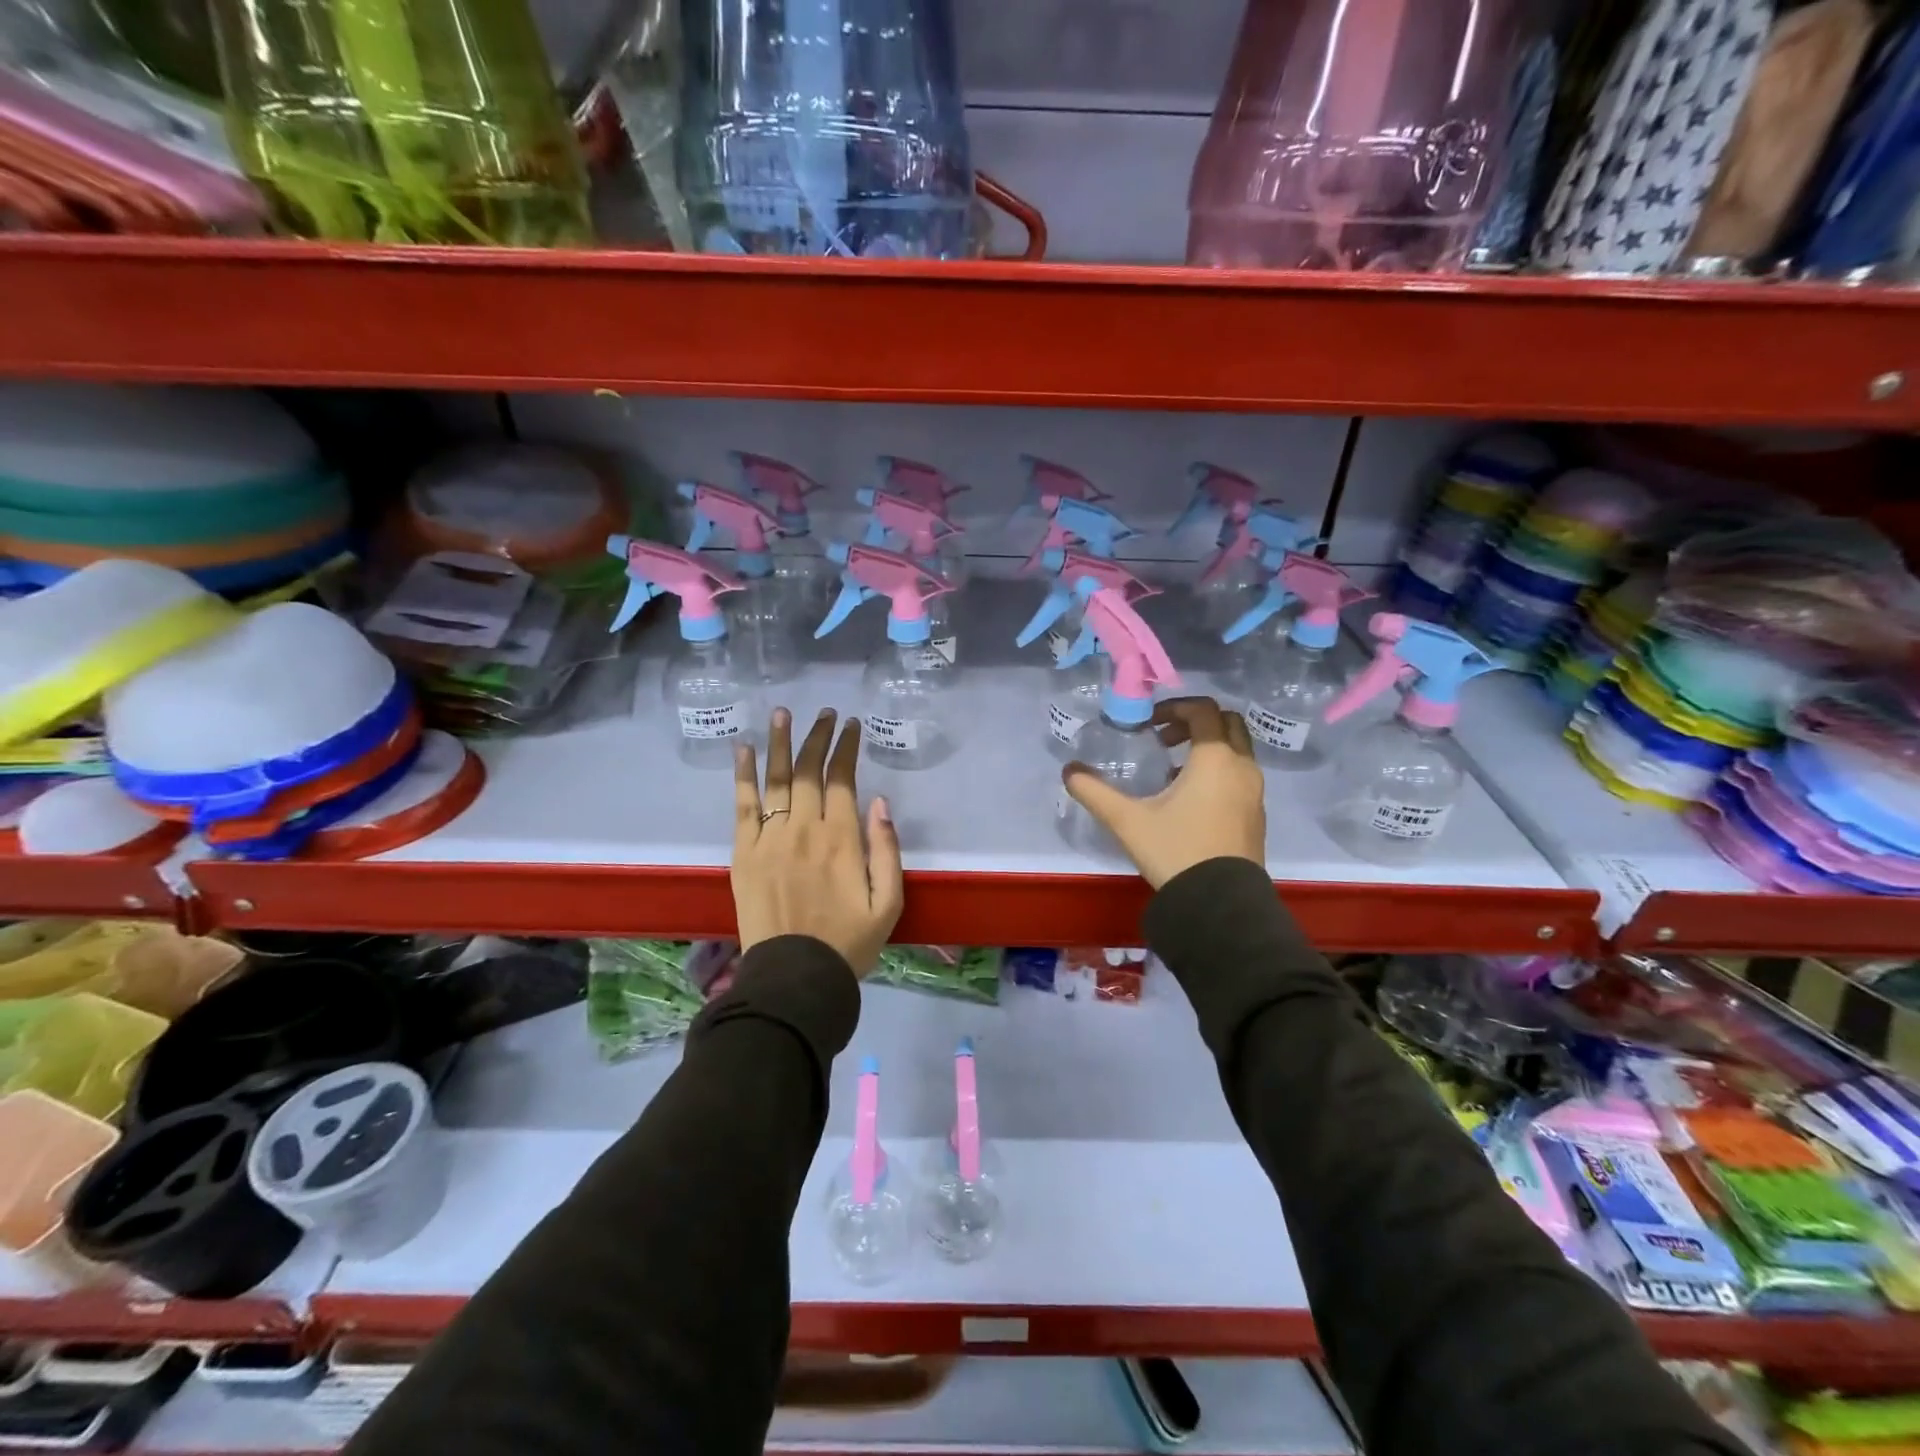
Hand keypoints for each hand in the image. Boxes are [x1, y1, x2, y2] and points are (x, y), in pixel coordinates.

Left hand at [732, 708, 904, 975]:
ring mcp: (770, 838)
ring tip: (783, 713)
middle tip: (824, 713)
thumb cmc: (849, 942)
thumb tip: (880, 803)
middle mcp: (805, 828)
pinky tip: (744, 748)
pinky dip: (743, 775)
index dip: (846, 748)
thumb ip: (887, 850)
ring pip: (776, 779)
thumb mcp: (889, 903)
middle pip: (808, 770)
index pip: (842, 779)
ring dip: (780, 742)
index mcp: (842, 839)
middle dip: (818, 736)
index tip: (850, 725)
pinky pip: (742, 805)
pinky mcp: (744, 852)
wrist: (794, 976)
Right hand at [1062, 696, 1266, 888]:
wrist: (1220, 903)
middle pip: (1226, 722)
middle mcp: (1242, 767)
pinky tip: (1189, 799)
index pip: (1202, 709)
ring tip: (1172, 769)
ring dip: (1207, 747)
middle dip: (1194, 722)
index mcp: (1215, 758)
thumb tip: (1069, 771)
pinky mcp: (1257, 815)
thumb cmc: (1176, 850)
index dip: (1174, 707)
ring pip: (1237, 749)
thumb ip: (1094, 791)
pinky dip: (1218, 770)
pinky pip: (1240, 775)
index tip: (1148, 723)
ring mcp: (1254, 792)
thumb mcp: (1127, 820)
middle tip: (1164, 738)